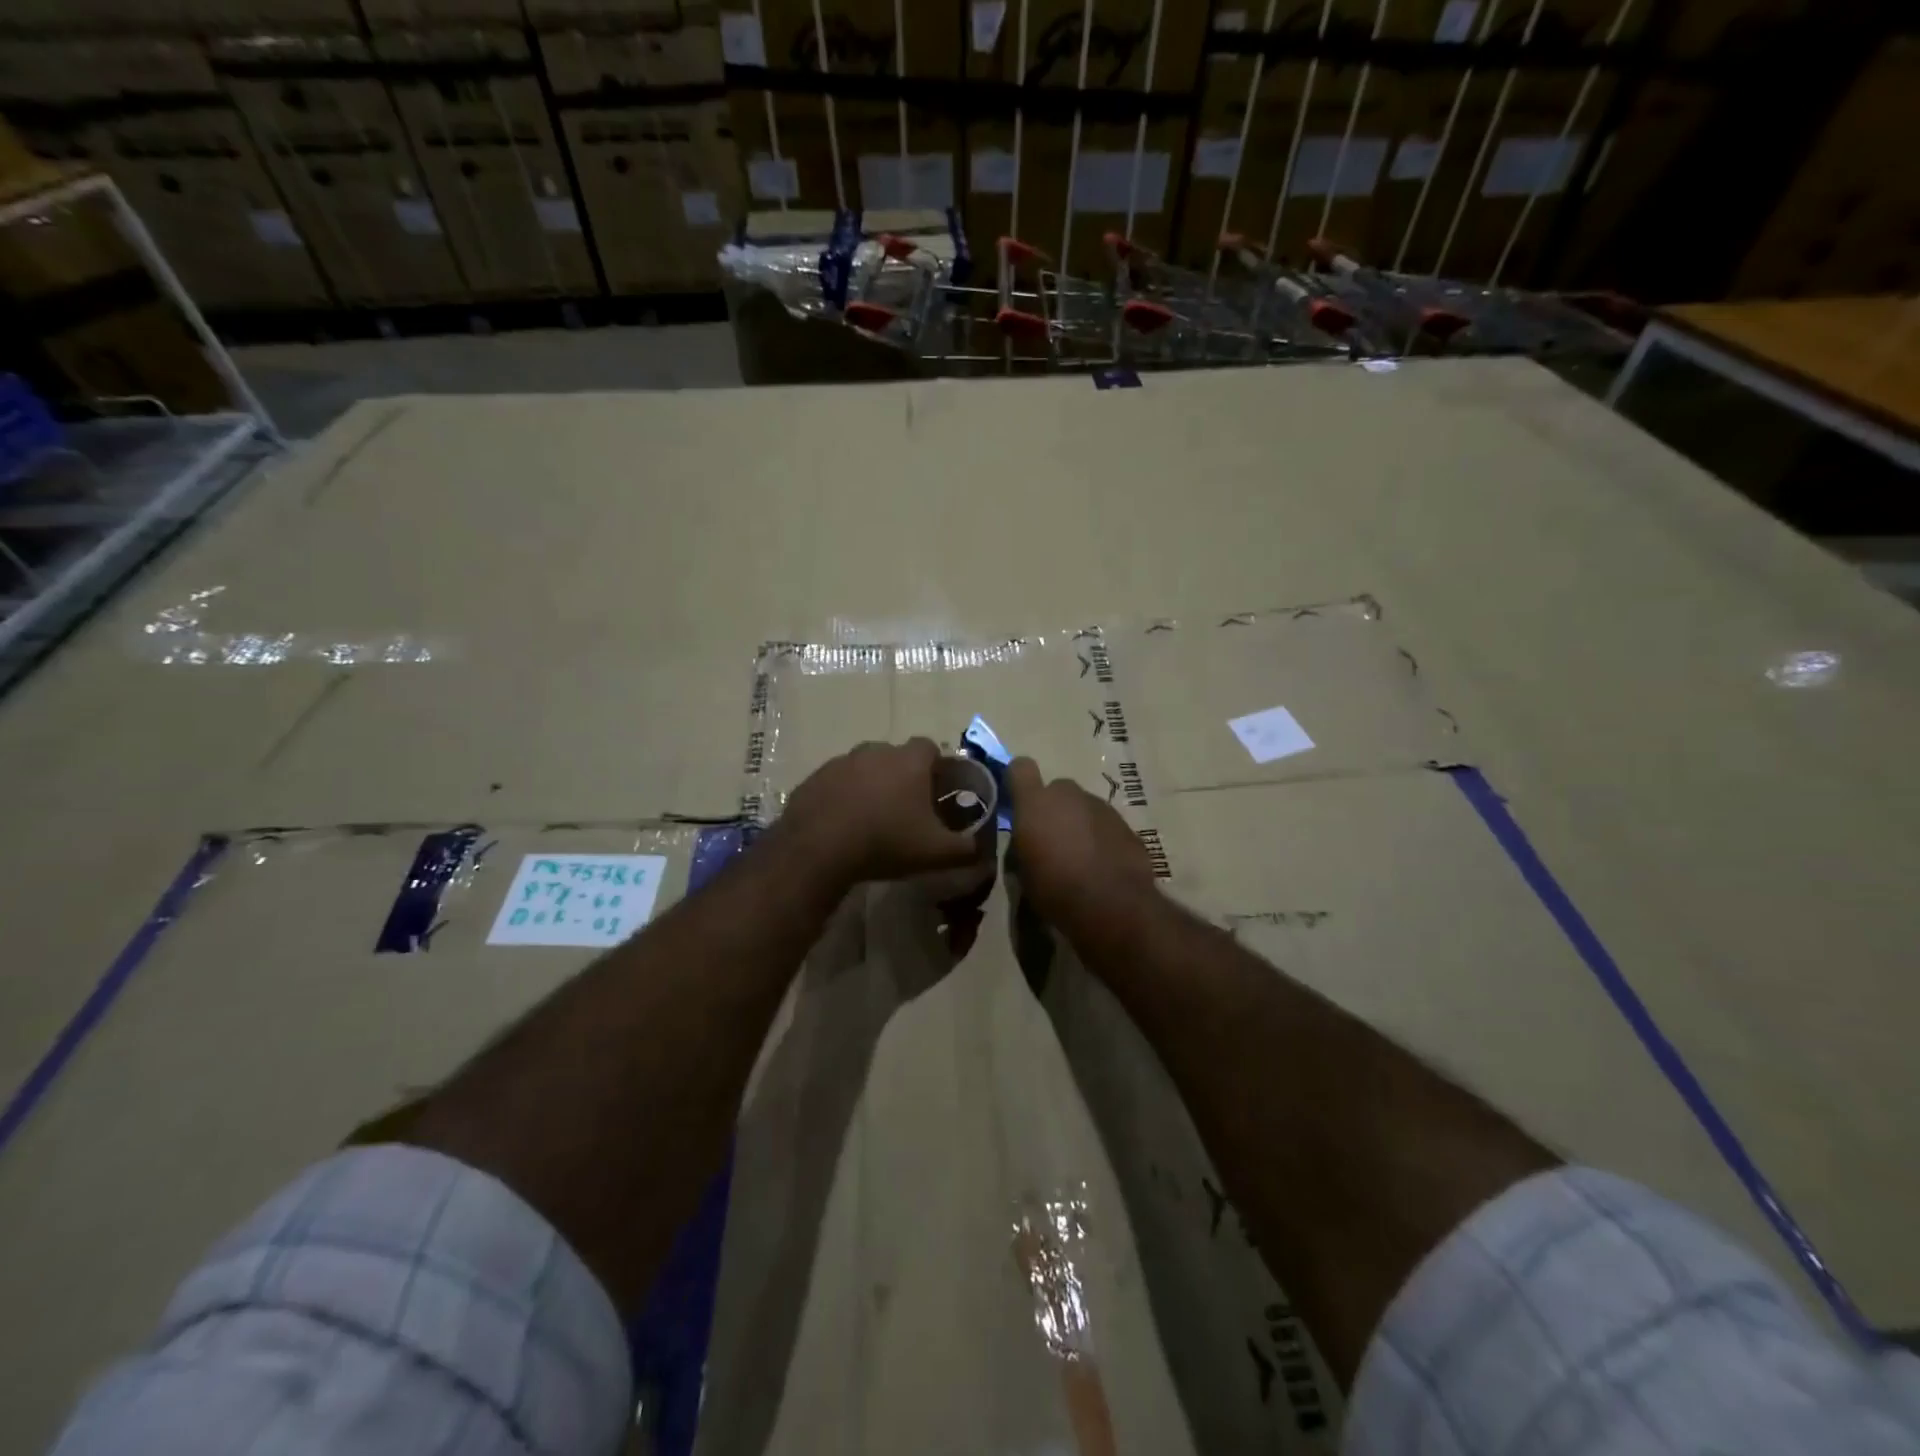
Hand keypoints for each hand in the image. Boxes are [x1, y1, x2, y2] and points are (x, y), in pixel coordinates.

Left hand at [778, 738, 981, 886]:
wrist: (818, 849)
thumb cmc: (886, 842)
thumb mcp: (937, 853)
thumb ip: (966, 849)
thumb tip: (984, 851)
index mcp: (909, 761)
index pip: (931, 747)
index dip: (937, 766)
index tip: (938, 791)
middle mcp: (875, 751)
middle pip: (896, 756)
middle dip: (904, 776)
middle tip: (907, 808)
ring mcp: (841, 762)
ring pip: (865, 767)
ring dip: (872, 785)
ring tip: (873, 818)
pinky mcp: (814, 778)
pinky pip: (837, 782)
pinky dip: (844, 796)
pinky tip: (844, 824)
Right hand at [1005, 757, 1155, 928]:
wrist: (1112, 905)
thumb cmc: (1055, 890)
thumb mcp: (1022, 873)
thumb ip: (1022, 846)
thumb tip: (1026, 843)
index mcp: (1036, 803)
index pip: (1020, 768)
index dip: (1018, 781)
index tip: (1018, 801)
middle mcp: (1068, 795)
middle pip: (1057, 789)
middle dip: (1054, 809)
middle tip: (1052, 840)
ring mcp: (1101, 806)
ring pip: (1083, 807)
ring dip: (1079, 824)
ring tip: (1080, 858)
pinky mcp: (1125, 824)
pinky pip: (1105, 824)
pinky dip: (1101, 838)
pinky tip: (1102, 866)